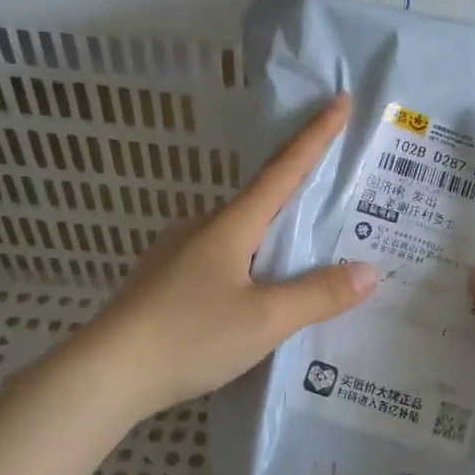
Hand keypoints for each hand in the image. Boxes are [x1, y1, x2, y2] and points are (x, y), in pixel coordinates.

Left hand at [83, 94, 377, 417]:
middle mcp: (204, 227)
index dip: (316, 135)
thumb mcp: (264, 320)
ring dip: (274, 232)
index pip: (285, 168)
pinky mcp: (166, 281)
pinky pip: (223, 257)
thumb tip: (371, 270)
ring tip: (306, 251)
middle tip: (338, 190)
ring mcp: (179, 252)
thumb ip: (319, 295)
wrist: (102, 376)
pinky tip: (257, 289)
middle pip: (262, 197)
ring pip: (241, 231)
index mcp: (231, 224)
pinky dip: (251, 260)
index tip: (340, 99)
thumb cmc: (188, 336)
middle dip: (300, 188)